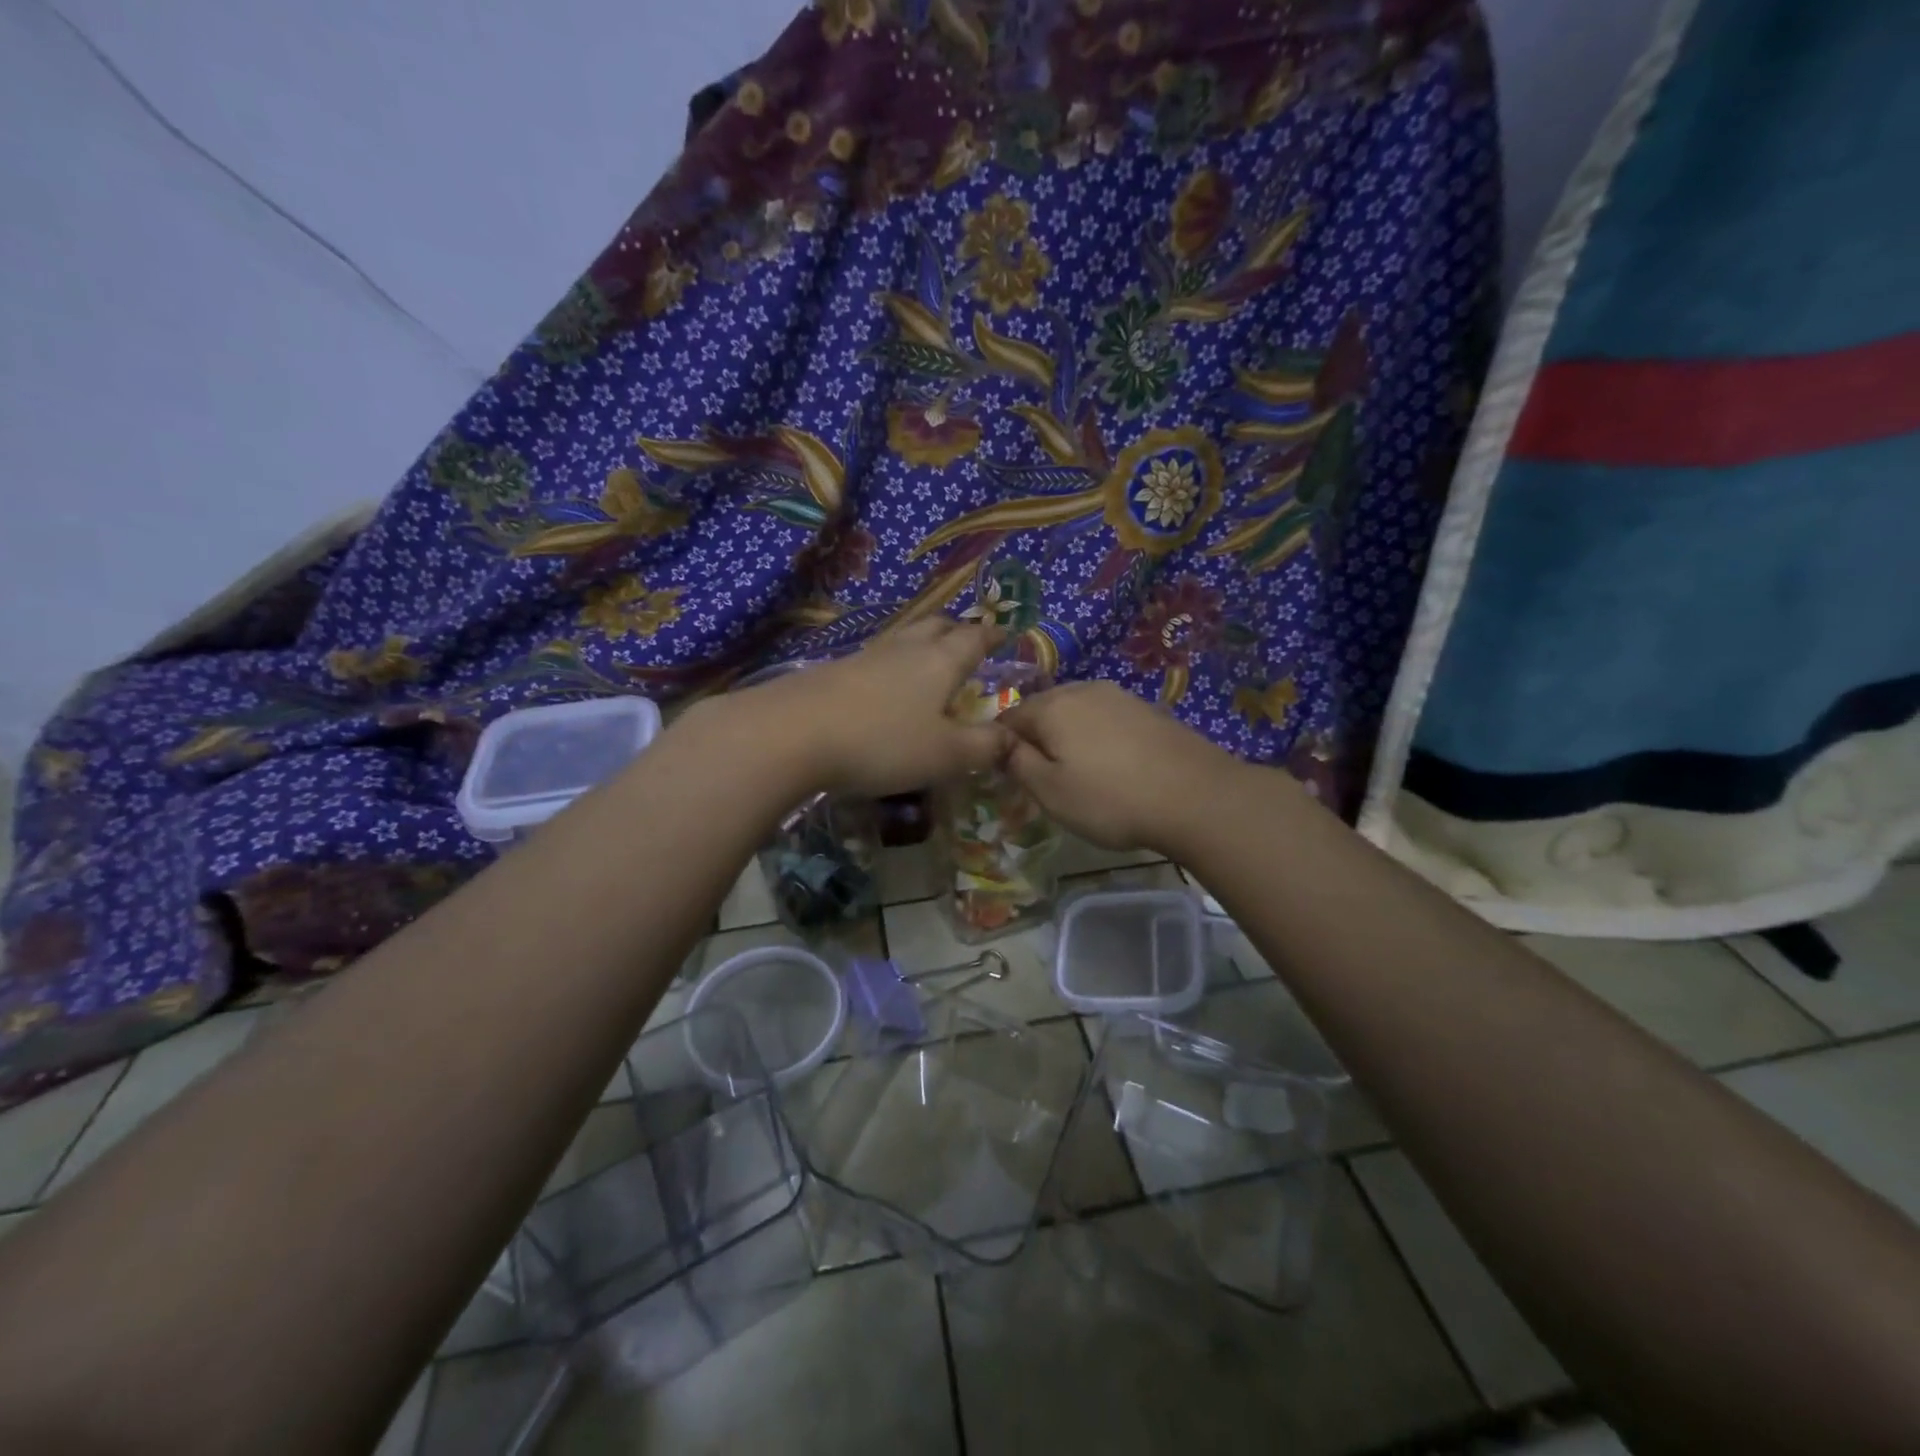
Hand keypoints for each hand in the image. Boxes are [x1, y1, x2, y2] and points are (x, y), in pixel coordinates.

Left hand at [748, 618, 1012, 796]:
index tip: (1003, 634)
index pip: (974, 638)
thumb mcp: (945, 755)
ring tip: (928, 658)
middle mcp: (905, 649)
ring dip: (921, 642)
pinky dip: (891, 664)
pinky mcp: (833, 670)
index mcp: (940, 662)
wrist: (792, 733)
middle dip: (956, 629)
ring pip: (902, 638)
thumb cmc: (882, 742)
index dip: (991, 635)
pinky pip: (875, 657)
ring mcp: (865, 656)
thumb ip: (985, 747)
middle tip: (967, 639)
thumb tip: (1015, 738)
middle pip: (936, 626)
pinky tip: (883, 683)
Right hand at [999, 681, 1249, 851]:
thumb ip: (1018, 764)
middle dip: (1037, 739)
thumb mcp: (1050, 792)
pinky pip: (1107, 719)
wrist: (1197, 796)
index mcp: (1052, 706)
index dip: (1003, 747)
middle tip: (1044, 778)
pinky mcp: (1148, 710)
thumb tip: (1001, 745)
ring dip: (1069, 738)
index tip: (1010, 778)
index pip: (1008, 718)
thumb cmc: (1111, 799)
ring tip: (1080, 774)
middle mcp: (1083, 689)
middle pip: (1043, 710)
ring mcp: (1120, 696)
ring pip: (1077, 713)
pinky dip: (1099, 738)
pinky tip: (1113, 766)